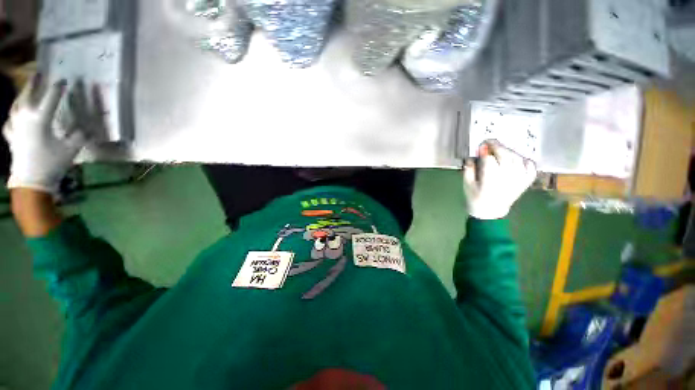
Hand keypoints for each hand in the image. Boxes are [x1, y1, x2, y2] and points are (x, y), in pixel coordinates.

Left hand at [3, 74, 86, 194]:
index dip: (58, 88)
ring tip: (25, 90)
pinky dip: (12, 117)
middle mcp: (25, 118)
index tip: (65, 80)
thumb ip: (79, 135)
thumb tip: (86, 126)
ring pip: (15, 105)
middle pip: (28, 95)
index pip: (51, 98)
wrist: (31, 182)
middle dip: (33, 83)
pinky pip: (9, 122)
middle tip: (38, 73)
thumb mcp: (71, 149)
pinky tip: (14, 117)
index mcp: (41, 119)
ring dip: (21, 95)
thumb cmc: (52, 164)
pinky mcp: (10, 137)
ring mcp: (15, 127)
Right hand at [463, 141, 536, 219]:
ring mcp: (518, 179)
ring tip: (501, 150)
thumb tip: (471, 157)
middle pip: (505, 155)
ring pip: (517, 158)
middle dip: (497, 146)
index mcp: (490, 179)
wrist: (490, 213)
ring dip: (509, 151)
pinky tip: (517, 159)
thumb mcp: (467, 185)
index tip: (480, 146)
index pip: (489, 159)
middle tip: (490, 142)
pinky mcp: (525, 182)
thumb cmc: (475, 198)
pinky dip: (525, 160)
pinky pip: (530, 167)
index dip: (485, 150)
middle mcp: (506, 177)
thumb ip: (469, 170)